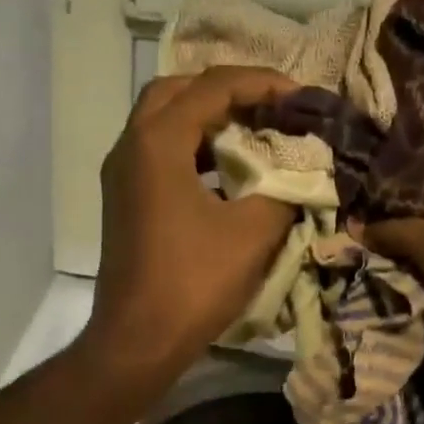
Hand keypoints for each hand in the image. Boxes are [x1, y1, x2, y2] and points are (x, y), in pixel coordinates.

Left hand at [83, 66, 298, 386]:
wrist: (139, 340)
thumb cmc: (194, 283)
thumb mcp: (253, 233)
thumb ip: (283, 190)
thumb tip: (301, 174)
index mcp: (158, 142)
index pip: (213, 87)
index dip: (262, 84)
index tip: (301, 96)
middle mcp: (131, 147)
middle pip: (178, 92)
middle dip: (227, 92)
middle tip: (269, 107)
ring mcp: (122, 177)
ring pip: (164, 124)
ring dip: (208, 122)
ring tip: (253, 135)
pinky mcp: (125, 204)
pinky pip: (161, 157)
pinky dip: (195, 152)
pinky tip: (227, 176)